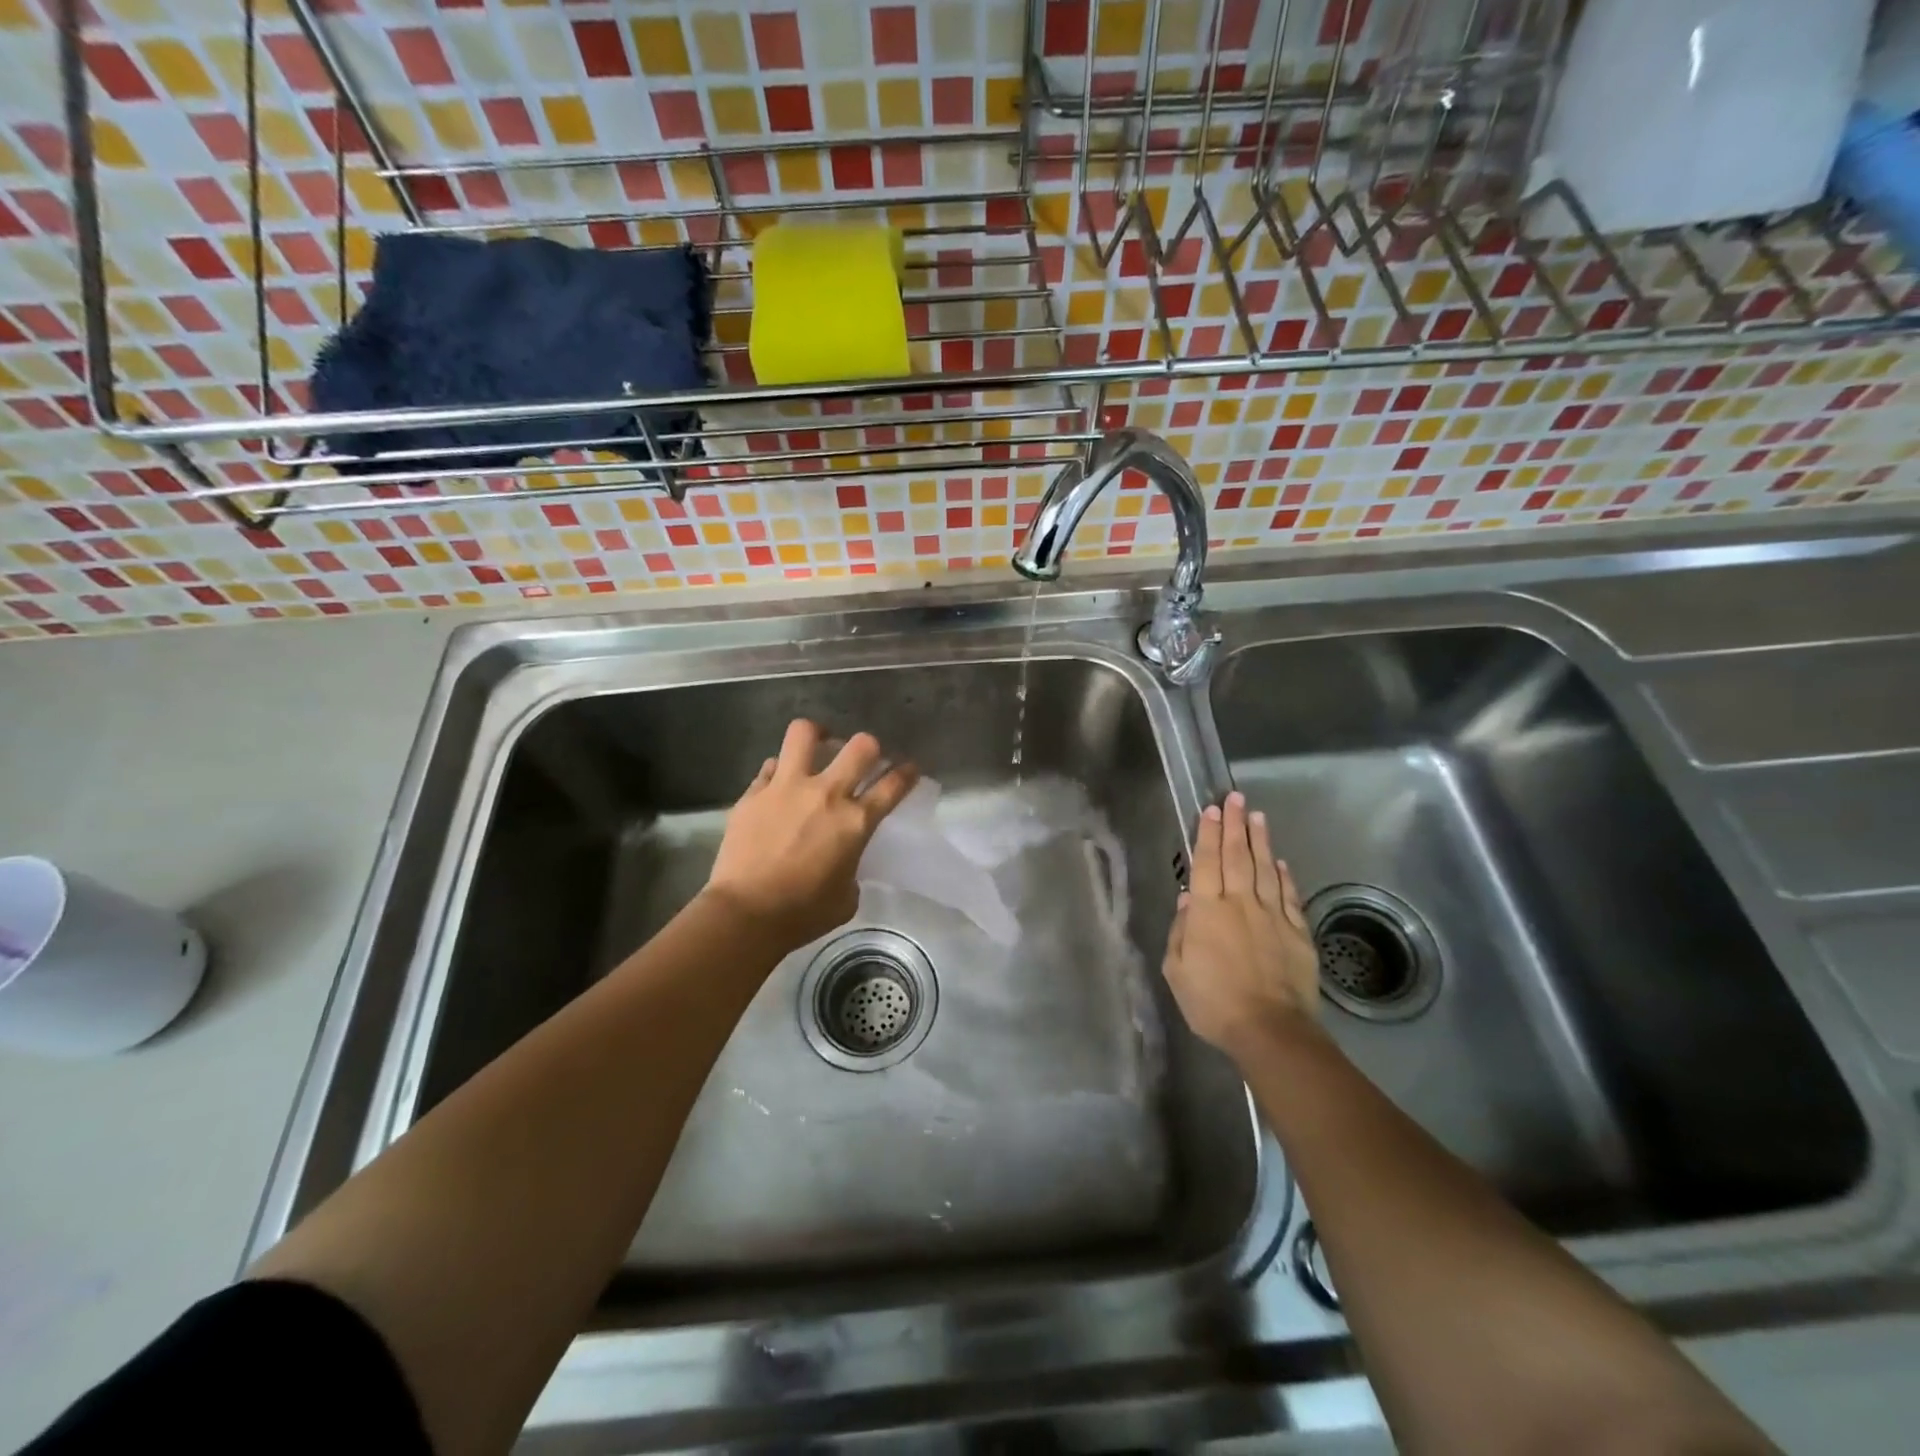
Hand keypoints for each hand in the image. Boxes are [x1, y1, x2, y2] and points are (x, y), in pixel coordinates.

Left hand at [702, 719, 917, 949]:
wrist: (745, 914)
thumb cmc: (802, 914)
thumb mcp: (846, 897)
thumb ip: (851, 867)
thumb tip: (842, 860)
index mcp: (855, 822)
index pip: (893, 785)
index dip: (906, 773)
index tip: (909, 769)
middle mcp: (826, 794)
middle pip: (860, 746)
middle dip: (869, 747)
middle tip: (863, 758)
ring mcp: (786, 787)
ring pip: (805, 733)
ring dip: (818, 736)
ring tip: (818, 744)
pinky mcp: (753, 792)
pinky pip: (770, 766)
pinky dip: (779, 771)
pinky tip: (779, 784)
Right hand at [1162, 791, 1319, 1064]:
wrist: (1270, 1030)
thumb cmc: (1212, 1002)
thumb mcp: (1177, 970)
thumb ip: (1181, 931)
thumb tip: (1187, 900)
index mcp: (1207, 911)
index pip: (1206, 862)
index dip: (1206, 833)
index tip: (1210, 809)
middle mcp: (1240, 903)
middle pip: (1236, 856)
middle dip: (1234, 824)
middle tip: (1235, 798)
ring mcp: (1272, 916)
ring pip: (1265, 869)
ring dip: (1260, 840)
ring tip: (1257, 816)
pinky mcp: (1297, 933)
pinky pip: (1289, 896)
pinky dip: (1285, 875)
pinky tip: (1281, 861)